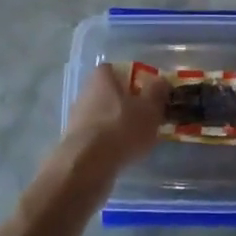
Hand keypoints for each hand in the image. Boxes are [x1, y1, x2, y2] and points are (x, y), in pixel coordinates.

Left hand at [59, 62, 164, 178]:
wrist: (86, 165)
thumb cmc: (121, 128)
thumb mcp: (149, 108)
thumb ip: (157, 92)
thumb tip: (160, 81)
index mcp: (103, 76)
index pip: (122, 70)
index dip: (139, 82)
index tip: (152, 97)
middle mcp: (87, 91)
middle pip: (114, 94)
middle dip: (130, 106)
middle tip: (149, 120)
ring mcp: (78, 116)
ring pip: (107, 116)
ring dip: (120, 126)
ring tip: (138, 142)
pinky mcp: (75, 141)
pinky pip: (99, 137)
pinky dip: (110, 143)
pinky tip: (122, 155)